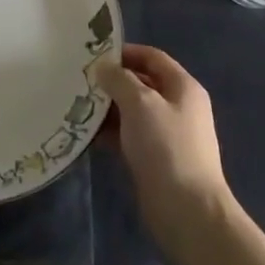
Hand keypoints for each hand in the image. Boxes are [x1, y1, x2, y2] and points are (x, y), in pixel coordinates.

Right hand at [97, 44, 236, 263]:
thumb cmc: (166, 147)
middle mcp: (178, 107)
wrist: (188, 212)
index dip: (125, 52)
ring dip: (107, 108)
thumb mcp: (140, 103)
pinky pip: (129, 136)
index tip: (94, 55)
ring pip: (133, 111)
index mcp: (183, 88)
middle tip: (80, 80)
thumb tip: (103, 68)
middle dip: (112, 81)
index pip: (152, 57)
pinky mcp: (156, 159)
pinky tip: (86, 133)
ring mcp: (168, 135)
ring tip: (76, 105)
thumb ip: (119, 80)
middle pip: (141, 84)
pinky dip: (110, 132)